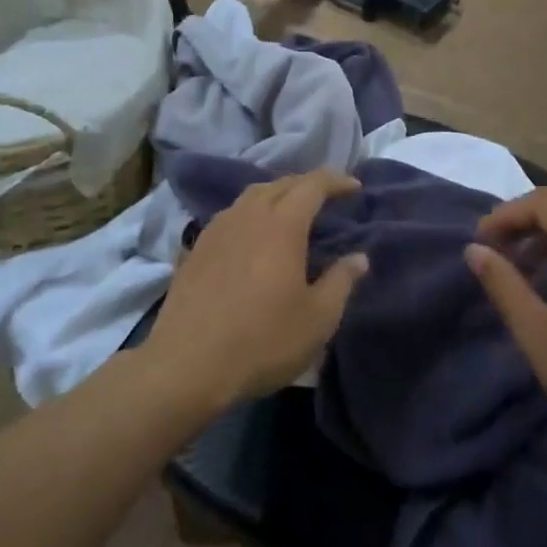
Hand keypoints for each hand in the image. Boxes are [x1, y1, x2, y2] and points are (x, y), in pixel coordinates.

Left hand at [147, 170, 368, 411]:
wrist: (187, 365)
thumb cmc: (263, 341)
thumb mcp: (317, 319)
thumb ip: (341, 282)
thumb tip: (359, 257)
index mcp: (282, 225)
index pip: (313, 186)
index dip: (335, 181)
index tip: (354, 187)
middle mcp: (248, 215)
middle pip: (280, 184)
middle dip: (307, 184)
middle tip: (327, 196)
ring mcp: (216, 229)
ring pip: (251, 196)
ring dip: (276, 195)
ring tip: (290, 211)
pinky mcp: (195, 249)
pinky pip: (230, 216)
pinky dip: (250, 214)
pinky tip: (251, 236)